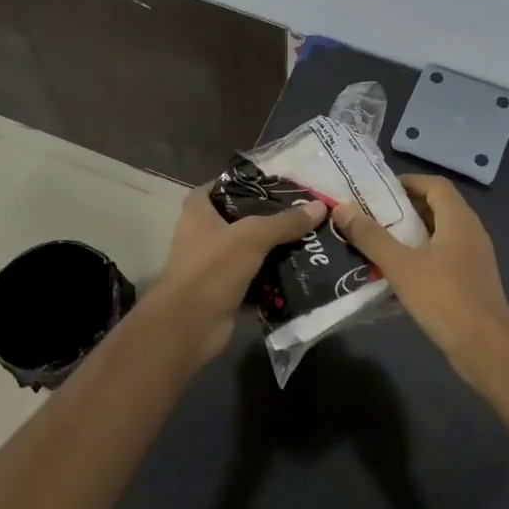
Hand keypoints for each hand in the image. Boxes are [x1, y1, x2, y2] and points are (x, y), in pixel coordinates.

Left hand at [150, 186, 325, 363]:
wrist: (189, 326)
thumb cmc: (213, 268)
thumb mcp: (253, 237)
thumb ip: (285, 222)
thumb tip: (320, 206)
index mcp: (198, 213)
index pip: (219, 187)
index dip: (243, 182)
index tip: (274, 183)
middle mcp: (202, 236)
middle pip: (239, 220)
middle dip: (268, 218)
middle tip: (302, 212)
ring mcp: (213, 267)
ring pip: (249, 251)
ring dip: (274, 250)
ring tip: (309, 240)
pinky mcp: (225, 293)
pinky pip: (254, 280)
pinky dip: (273, 279)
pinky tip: (300, 272)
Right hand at [331, 175, 508, 372]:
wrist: (486, 348)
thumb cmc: (444, 297)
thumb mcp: (401, 265)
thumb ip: (371, 237)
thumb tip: (342, 208)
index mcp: (458, 219)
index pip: (435, 185)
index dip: (408, 182)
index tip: (378, 190)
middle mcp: (470, 232)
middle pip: (436, 209)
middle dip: (403, 210)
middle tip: (370, 216)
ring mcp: (474, 259)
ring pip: (438, 236)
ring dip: (410, 237)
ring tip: (377, 243)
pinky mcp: (471, 282)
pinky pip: (442, 259)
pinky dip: (420, 259)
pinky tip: (396, 275)